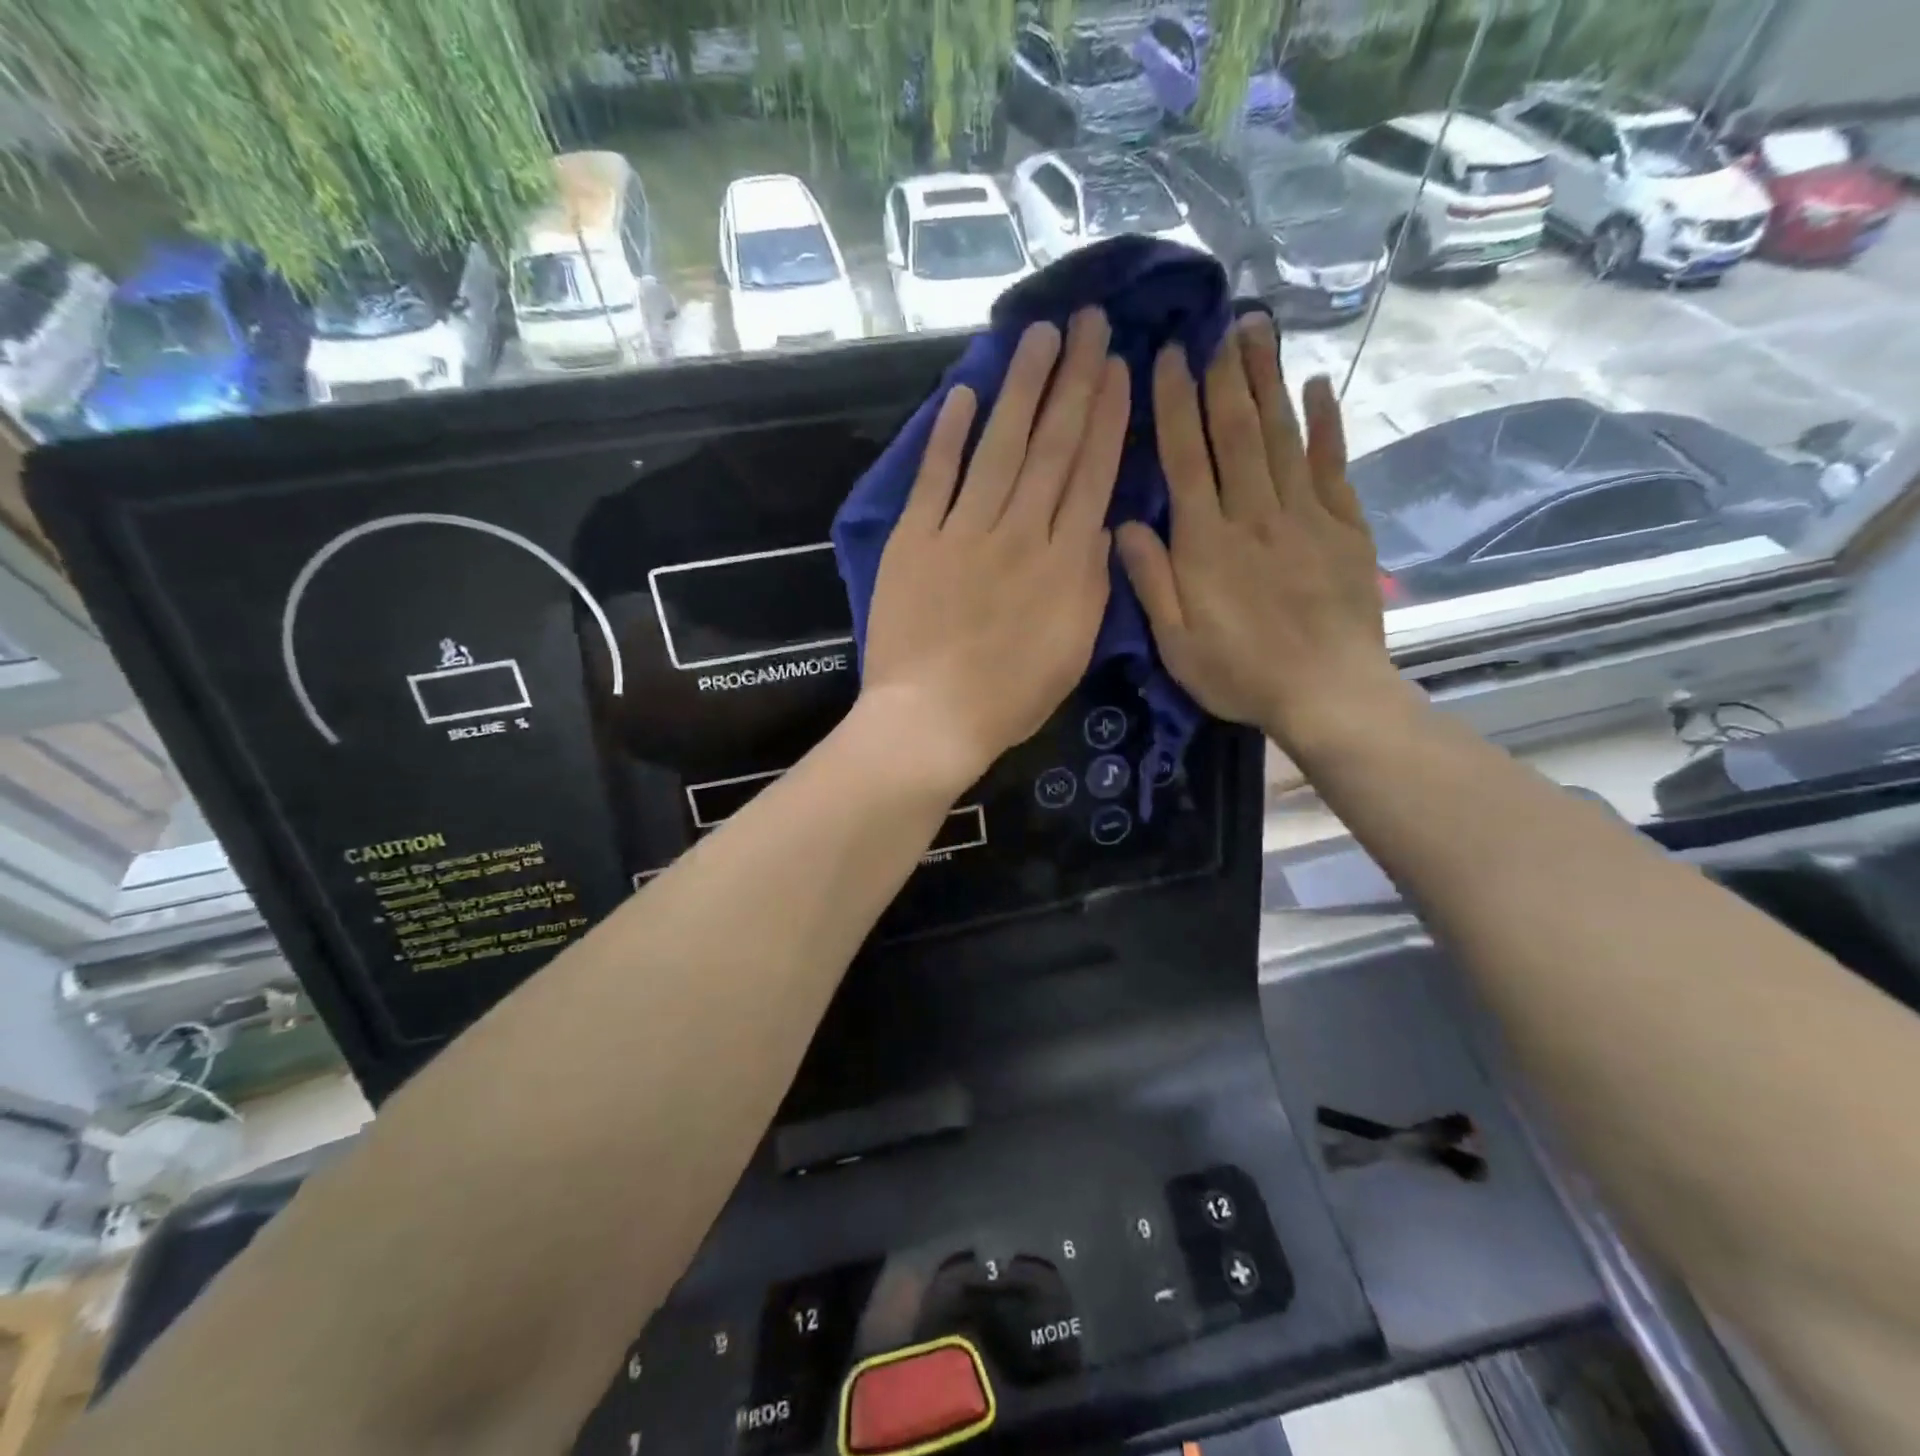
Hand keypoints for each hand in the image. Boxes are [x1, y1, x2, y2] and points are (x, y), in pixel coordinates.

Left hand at [861, 309, 1129, 786]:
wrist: (932, 718)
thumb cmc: (1010, 697)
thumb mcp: (1075, 648)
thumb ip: (1092, 582)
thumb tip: (1101, 524)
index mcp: (1065, 563)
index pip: (1092, 473)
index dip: (1107, 416)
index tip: (1119, 366)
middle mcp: (1020, 532)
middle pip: (1052, 445)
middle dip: (1074, 379)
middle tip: (1089, 322)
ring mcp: (963, 531)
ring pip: (999, 446)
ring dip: (1020, 387)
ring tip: (1039, 336)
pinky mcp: (915, 538)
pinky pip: (935, 476)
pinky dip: (948, 434)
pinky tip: (964, 391)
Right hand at [1115, 314, 1405, 754]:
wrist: (1327, 692)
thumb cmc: (1239, 673)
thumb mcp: (1175, 642)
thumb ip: (1150, 580)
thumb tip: (1123, 524)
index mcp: (1205, 543)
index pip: (1185, 459)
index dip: (1175, 406)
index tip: (1169, 357)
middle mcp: (1254, 515)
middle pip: (1237, 433)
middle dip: (1224, 376)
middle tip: (1219, 324)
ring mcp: (1304, 516)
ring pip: (1282, 436)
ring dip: (1268, 381)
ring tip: (1259, 331)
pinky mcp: (1344, 527)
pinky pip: (1332, 465)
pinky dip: (1325, 424)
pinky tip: (1316, 388)